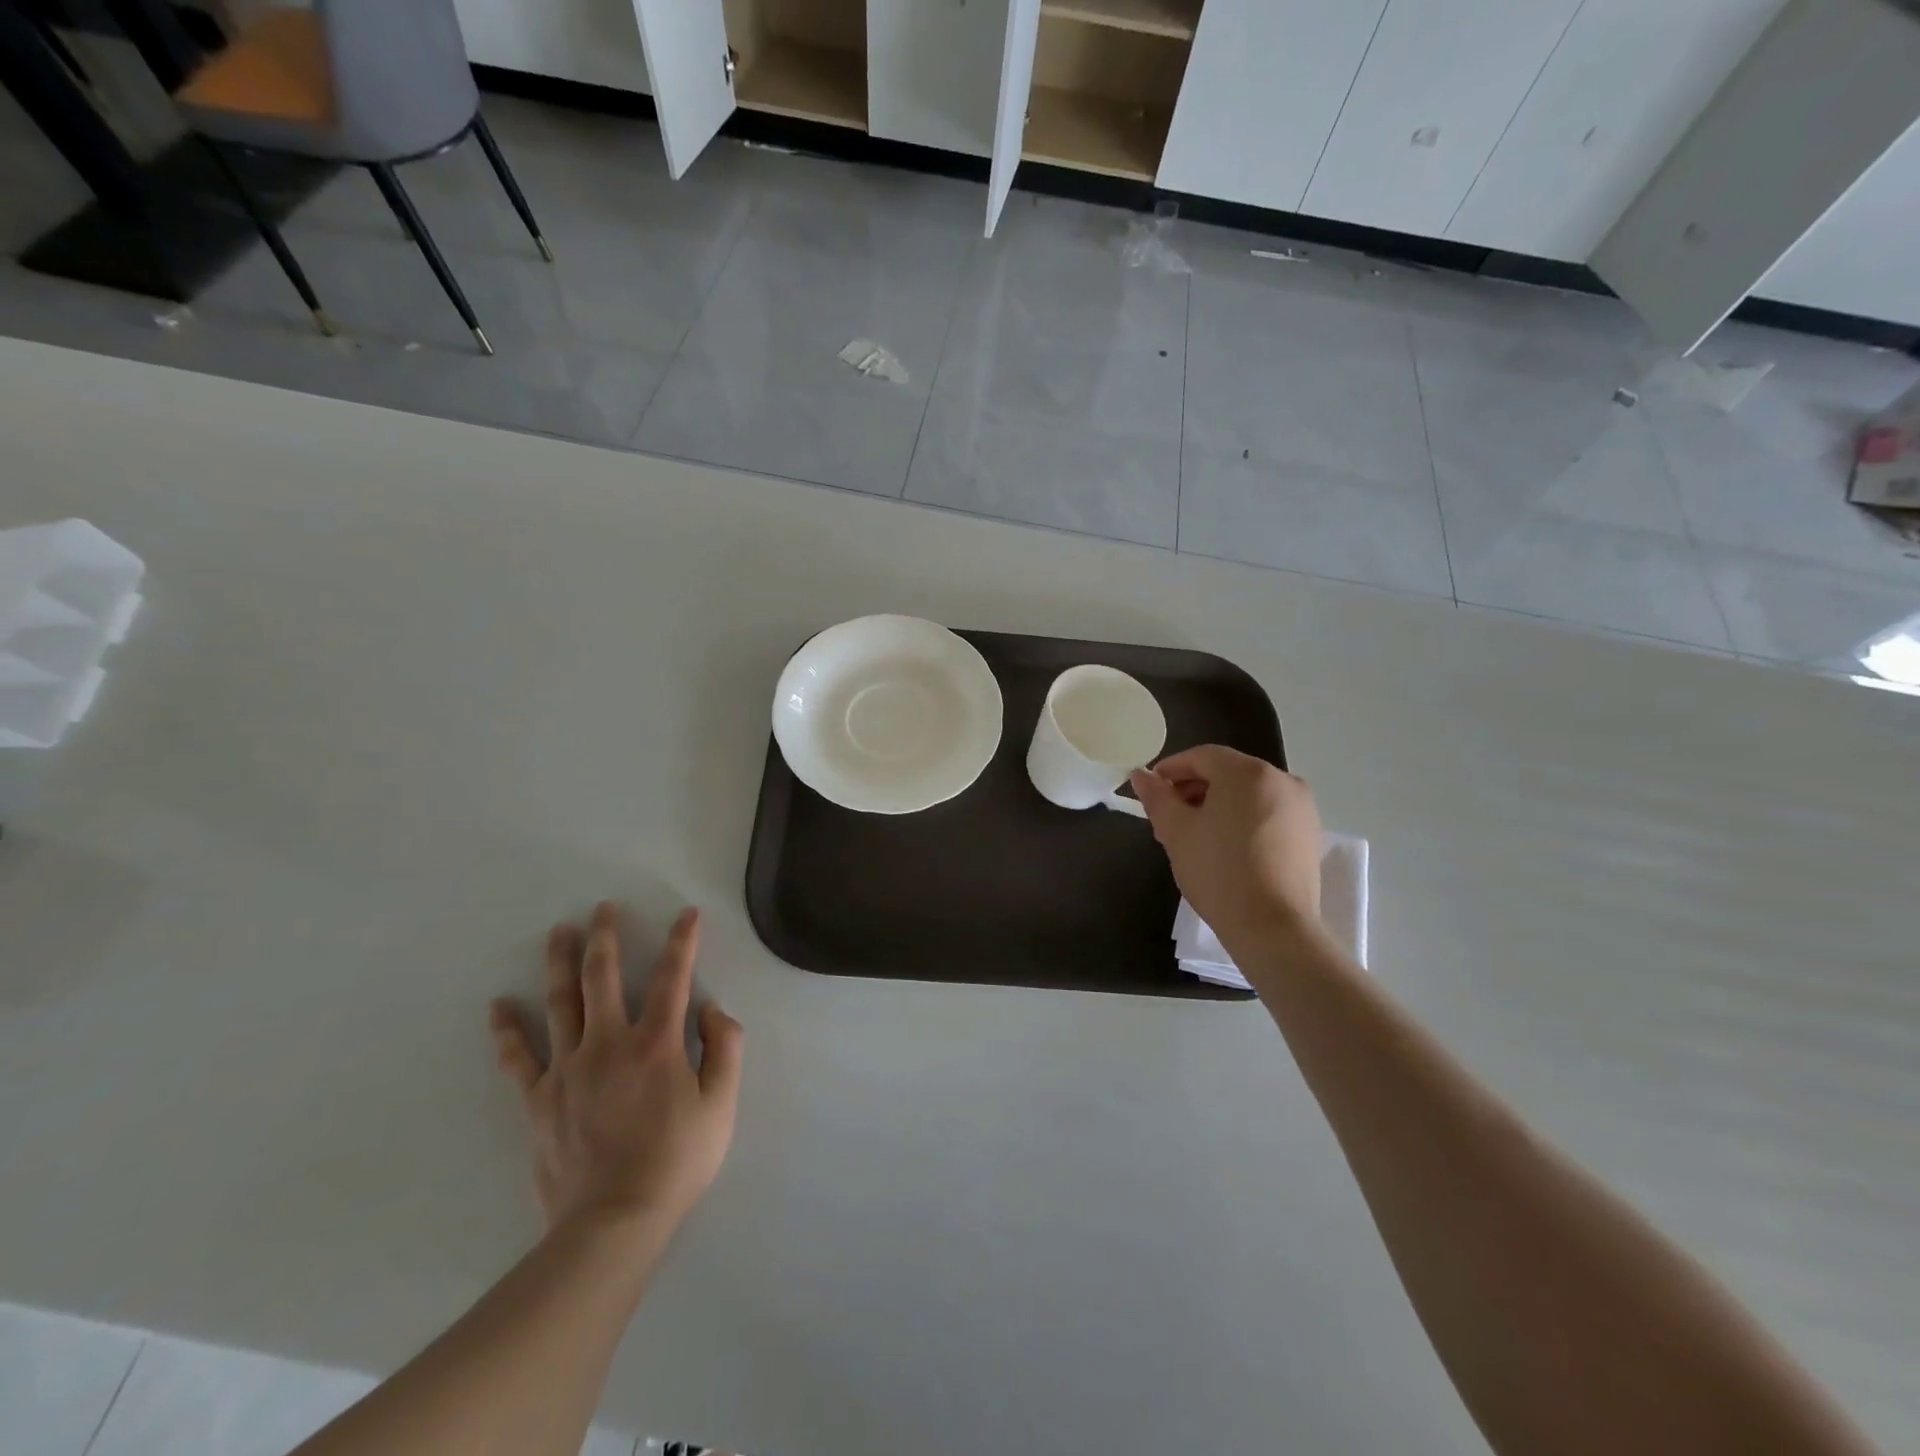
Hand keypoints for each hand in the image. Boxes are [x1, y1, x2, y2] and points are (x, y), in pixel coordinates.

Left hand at [489, 904, 743, 1241]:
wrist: (613, 1223)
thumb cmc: (677, 1161)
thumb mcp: (722, 1105)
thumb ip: (726, 1049)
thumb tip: (713, 1010)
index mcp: (656, 1043)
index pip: (672, 978)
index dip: (682, 942)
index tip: (686, 915)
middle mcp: (609, 1043)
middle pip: (603, 977)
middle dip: (605, 938)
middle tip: (603, 908)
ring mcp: (568, 1070)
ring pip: (560, 1004)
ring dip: (560, 963)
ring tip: (559, 932)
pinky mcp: (539, 1099)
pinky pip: (518, 1058)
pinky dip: (507, 1030)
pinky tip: (498, 1006)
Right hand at [1130, 745, 1321, 946]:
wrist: (1273, 927)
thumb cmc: (1218, 871)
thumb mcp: (1176, 831)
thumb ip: (1157, 797)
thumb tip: (1140, 775)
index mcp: (1248, 772)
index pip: (1202, 756)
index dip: (1171, 769)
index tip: (1151, 791)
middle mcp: (1282, 779)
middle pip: (1227, 772)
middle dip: (1194, 788)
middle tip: (1168, 817)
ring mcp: (1301, 807)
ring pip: (1248, 794)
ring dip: (1217, 804)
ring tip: (1194, 835)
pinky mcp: (1309, 834)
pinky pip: (1267, 812)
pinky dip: (1242, 819)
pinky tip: (1225, 847)